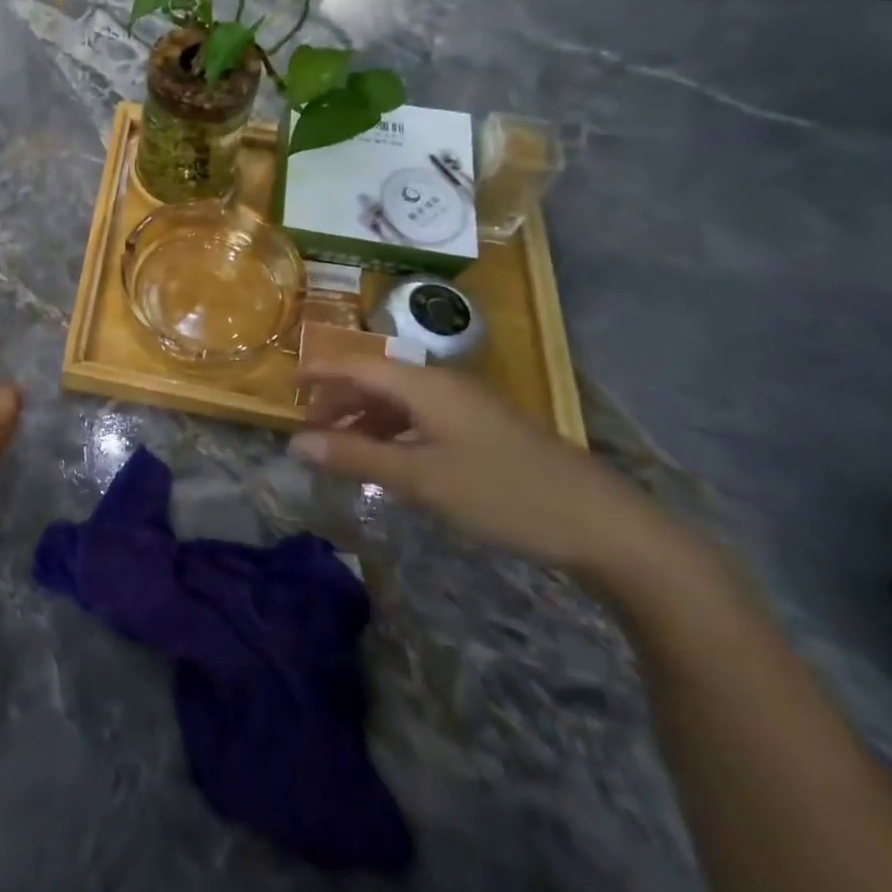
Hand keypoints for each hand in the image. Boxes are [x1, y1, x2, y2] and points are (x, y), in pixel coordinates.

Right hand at [290, 358, 683, 587]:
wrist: (606, 526)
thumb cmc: (503, 494)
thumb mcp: (421, 478)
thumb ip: (355, 457)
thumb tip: (295, 443)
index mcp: (425, 385)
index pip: (357, 366)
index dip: (319, 373)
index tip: (286, 387)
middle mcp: (444, 385)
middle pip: (377, 381)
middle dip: (339, 400)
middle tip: (310, 429)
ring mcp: (469, 408)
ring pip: (401, 402)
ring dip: (366, 420)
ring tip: (342, 448)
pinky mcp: (487, 431)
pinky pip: (424, 419)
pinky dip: (396, 433)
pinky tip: (392, 460)